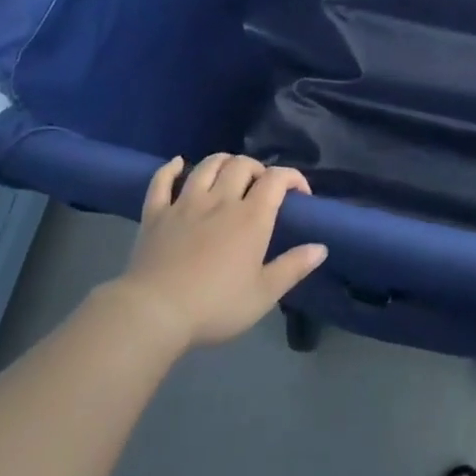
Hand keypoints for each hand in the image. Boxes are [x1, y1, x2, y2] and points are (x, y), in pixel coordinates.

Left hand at [106, 153, 325, 351]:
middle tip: (261, 187)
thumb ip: (293, 267)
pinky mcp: (156, 213)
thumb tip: (321, 247)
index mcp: (250, 217)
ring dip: (223, 162)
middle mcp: (220, 200)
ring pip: (207, 166)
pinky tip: (179, 164)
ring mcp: (185, 203)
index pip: (276, 179)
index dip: (292, 177)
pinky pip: (162, 181)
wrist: (154, 313)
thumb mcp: (263, 294)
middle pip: (241, 165)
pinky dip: (171, 168)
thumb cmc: (215, 306)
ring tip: (230, 172)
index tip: (300, 192)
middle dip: (257, 169)